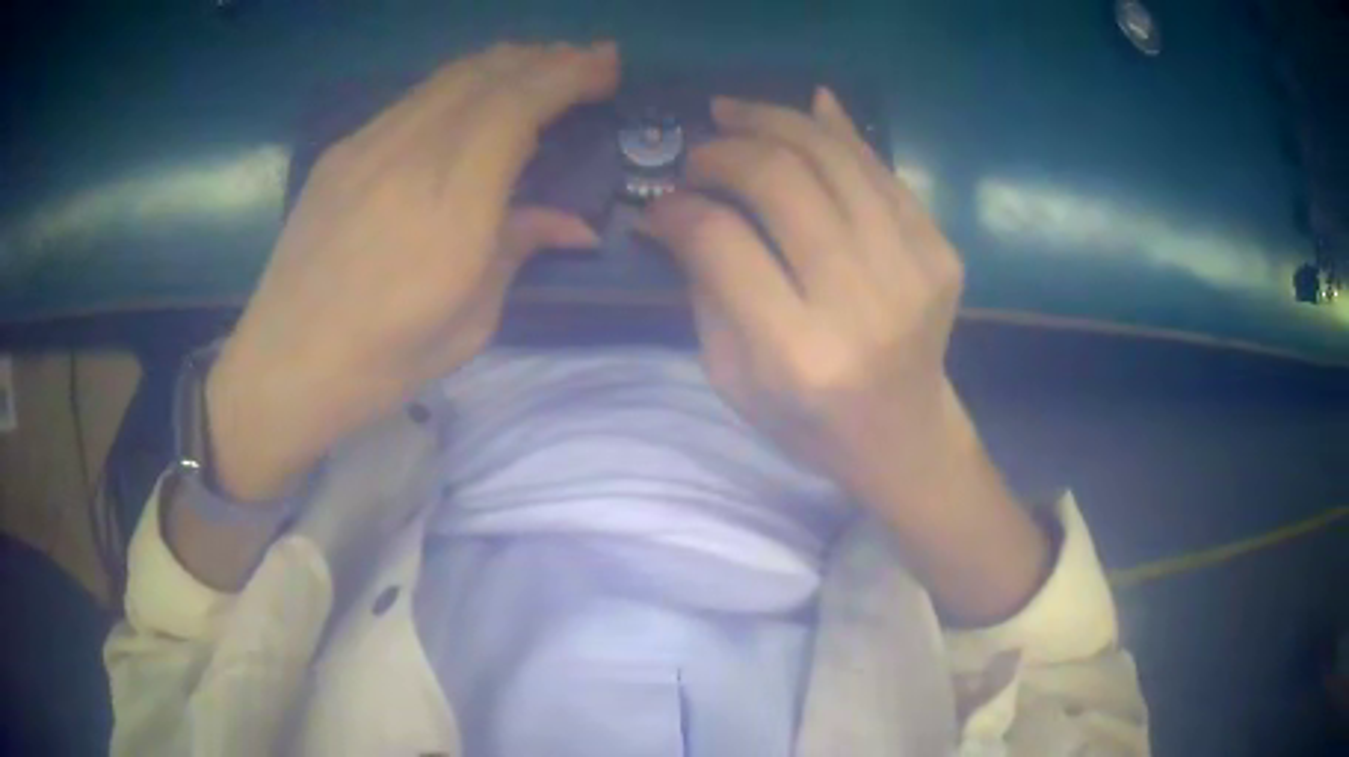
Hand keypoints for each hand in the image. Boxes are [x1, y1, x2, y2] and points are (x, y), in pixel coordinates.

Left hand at [207, 42, 619, 501]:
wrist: (282, 368)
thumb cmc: (380, 365)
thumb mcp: (469, 324)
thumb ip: (518, 251)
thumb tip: (573, 223)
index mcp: (450, 208)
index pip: (517, 105)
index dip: (569, 73)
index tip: (607, 66)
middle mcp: (408, 157)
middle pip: (486, 74)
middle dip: (546, 57)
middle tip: (585, 61)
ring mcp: (366, 147)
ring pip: (447, 77)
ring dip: (503, 63)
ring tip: (538, 68)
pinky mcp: (340, 153)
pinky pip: (412, 99)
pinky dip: (458, 85)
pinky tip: (471, 101)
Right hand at [643, 88, 962, 498]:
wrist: (904, 435)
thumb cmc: (807, 421)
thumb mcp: (731, 376)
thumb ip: (704, 286)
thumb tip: (675, 207)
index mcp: (800, 352)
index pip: (723, 241)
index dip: (680, 207)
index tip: (661, 203)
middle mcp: (863, 303)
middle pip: (783, 180)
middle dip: (726, 151)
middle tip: (699, 152)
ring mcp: (914, 270)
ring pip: (835, 157)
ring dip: (775, 120)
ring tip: (736, 113)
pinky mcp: (941, 252)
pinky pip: (879, 170)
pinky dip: (835, 134)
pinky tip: (802, 114)